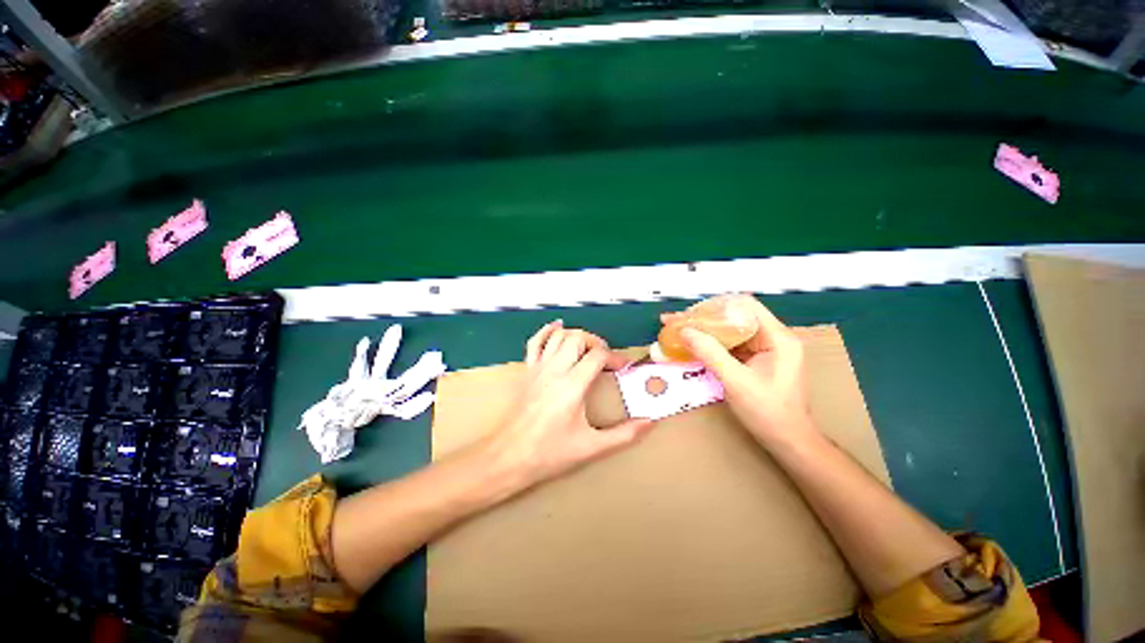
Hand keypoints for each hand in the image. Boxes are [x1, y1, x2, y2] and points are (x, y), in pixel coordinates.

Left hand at [485, 320, 655, 488]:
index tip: (623, 368)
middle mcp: (554, 370)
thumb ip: (623, 435)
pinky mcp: (527, 371)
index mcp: (572, 386)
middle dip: (597, 342)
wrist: (509, 457)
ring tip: (588, 348)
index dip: (615, 357)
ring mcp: (538, 368)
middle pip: (578, 338)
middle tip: (606, 358)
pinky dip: (547, 331)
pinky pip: (535, 342)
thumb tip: (649, 422)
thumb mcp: (591, 447)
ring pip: (559, 336)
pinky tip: (557, 327)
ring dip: (577, 336)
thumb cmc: (549, 453)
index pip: (597, 356)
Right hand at [673, 295, 814, 445]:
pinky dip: (711, 343)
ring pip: (730, 330)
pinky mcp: (756, 359)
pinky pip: (730, 344)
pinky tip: (693, 344)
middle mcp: (773, 337)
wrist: (788, 441)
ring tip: (678, 329)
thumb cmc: (768, 413)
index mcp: (777, 337)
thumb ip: (710, 353)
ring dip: (704, 330)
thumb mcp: (736, 382)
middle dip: (703, 317)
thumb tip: (684, 331)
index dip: (715, 305)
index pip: (745, 306)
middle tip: (675, 321)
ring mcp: (765, 348)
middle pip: (735, 316)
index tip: (688, 313)